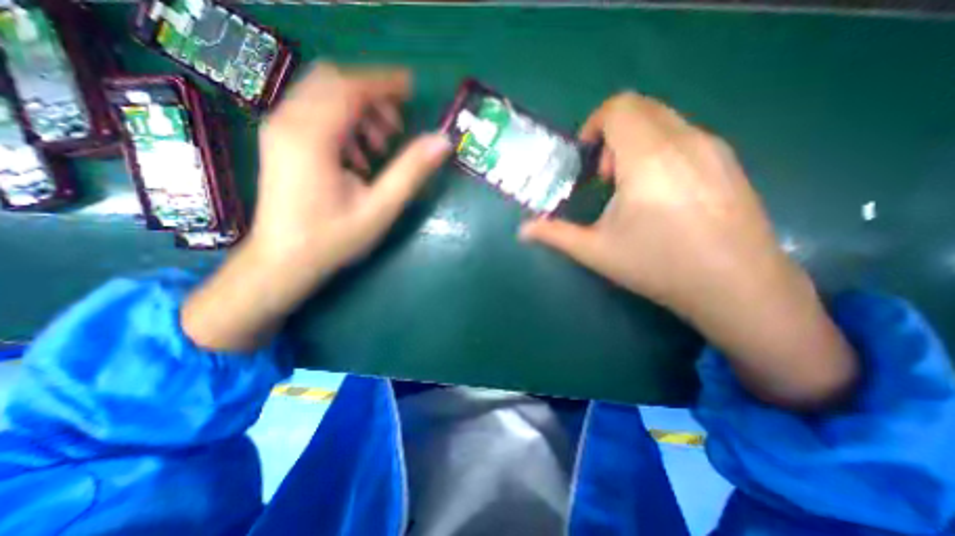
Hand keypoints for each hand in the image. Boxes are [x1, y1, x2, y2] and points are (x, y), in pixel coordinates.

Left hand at [251, 60, 450, 277]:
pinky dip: (342, 122)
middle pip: (333, 82)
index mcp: (312, 137)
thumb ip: (411, 171)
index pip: (350, 87)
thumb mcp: (380, 208)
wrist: (283, 261)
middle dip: (372, 96)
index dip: (384, 82)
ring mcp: (279, 130)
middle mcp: (288, 122)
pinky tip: (357, 156)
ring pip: (322, 95)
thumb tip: (442, 141)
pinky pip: (314, 113)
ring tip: (380, 146)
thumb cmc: (333, 239)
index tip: (412, 89)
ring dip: (358, 110)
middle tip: (397, 127)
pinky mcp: (280, 142)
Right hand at [522, 92, 858, 409]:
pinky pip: (686, 135)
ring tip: (631, 186)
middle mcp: (684, 141)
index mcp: (648, 158)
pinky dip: (661, 148)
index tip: (586, 155)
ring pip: (665, 120)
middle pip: (642, 108)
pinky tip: (660, 191)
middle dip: (613, 133)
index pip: (620, 108)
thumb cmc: (658, 265)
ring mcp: (713, 148)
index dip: (595, 123)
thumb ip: (555, 234)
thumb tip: (522, 230)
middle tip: (606, 176)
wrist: (738, 286)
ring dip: (637, 141)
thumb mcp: (596, 251)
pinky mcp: (729, 161)